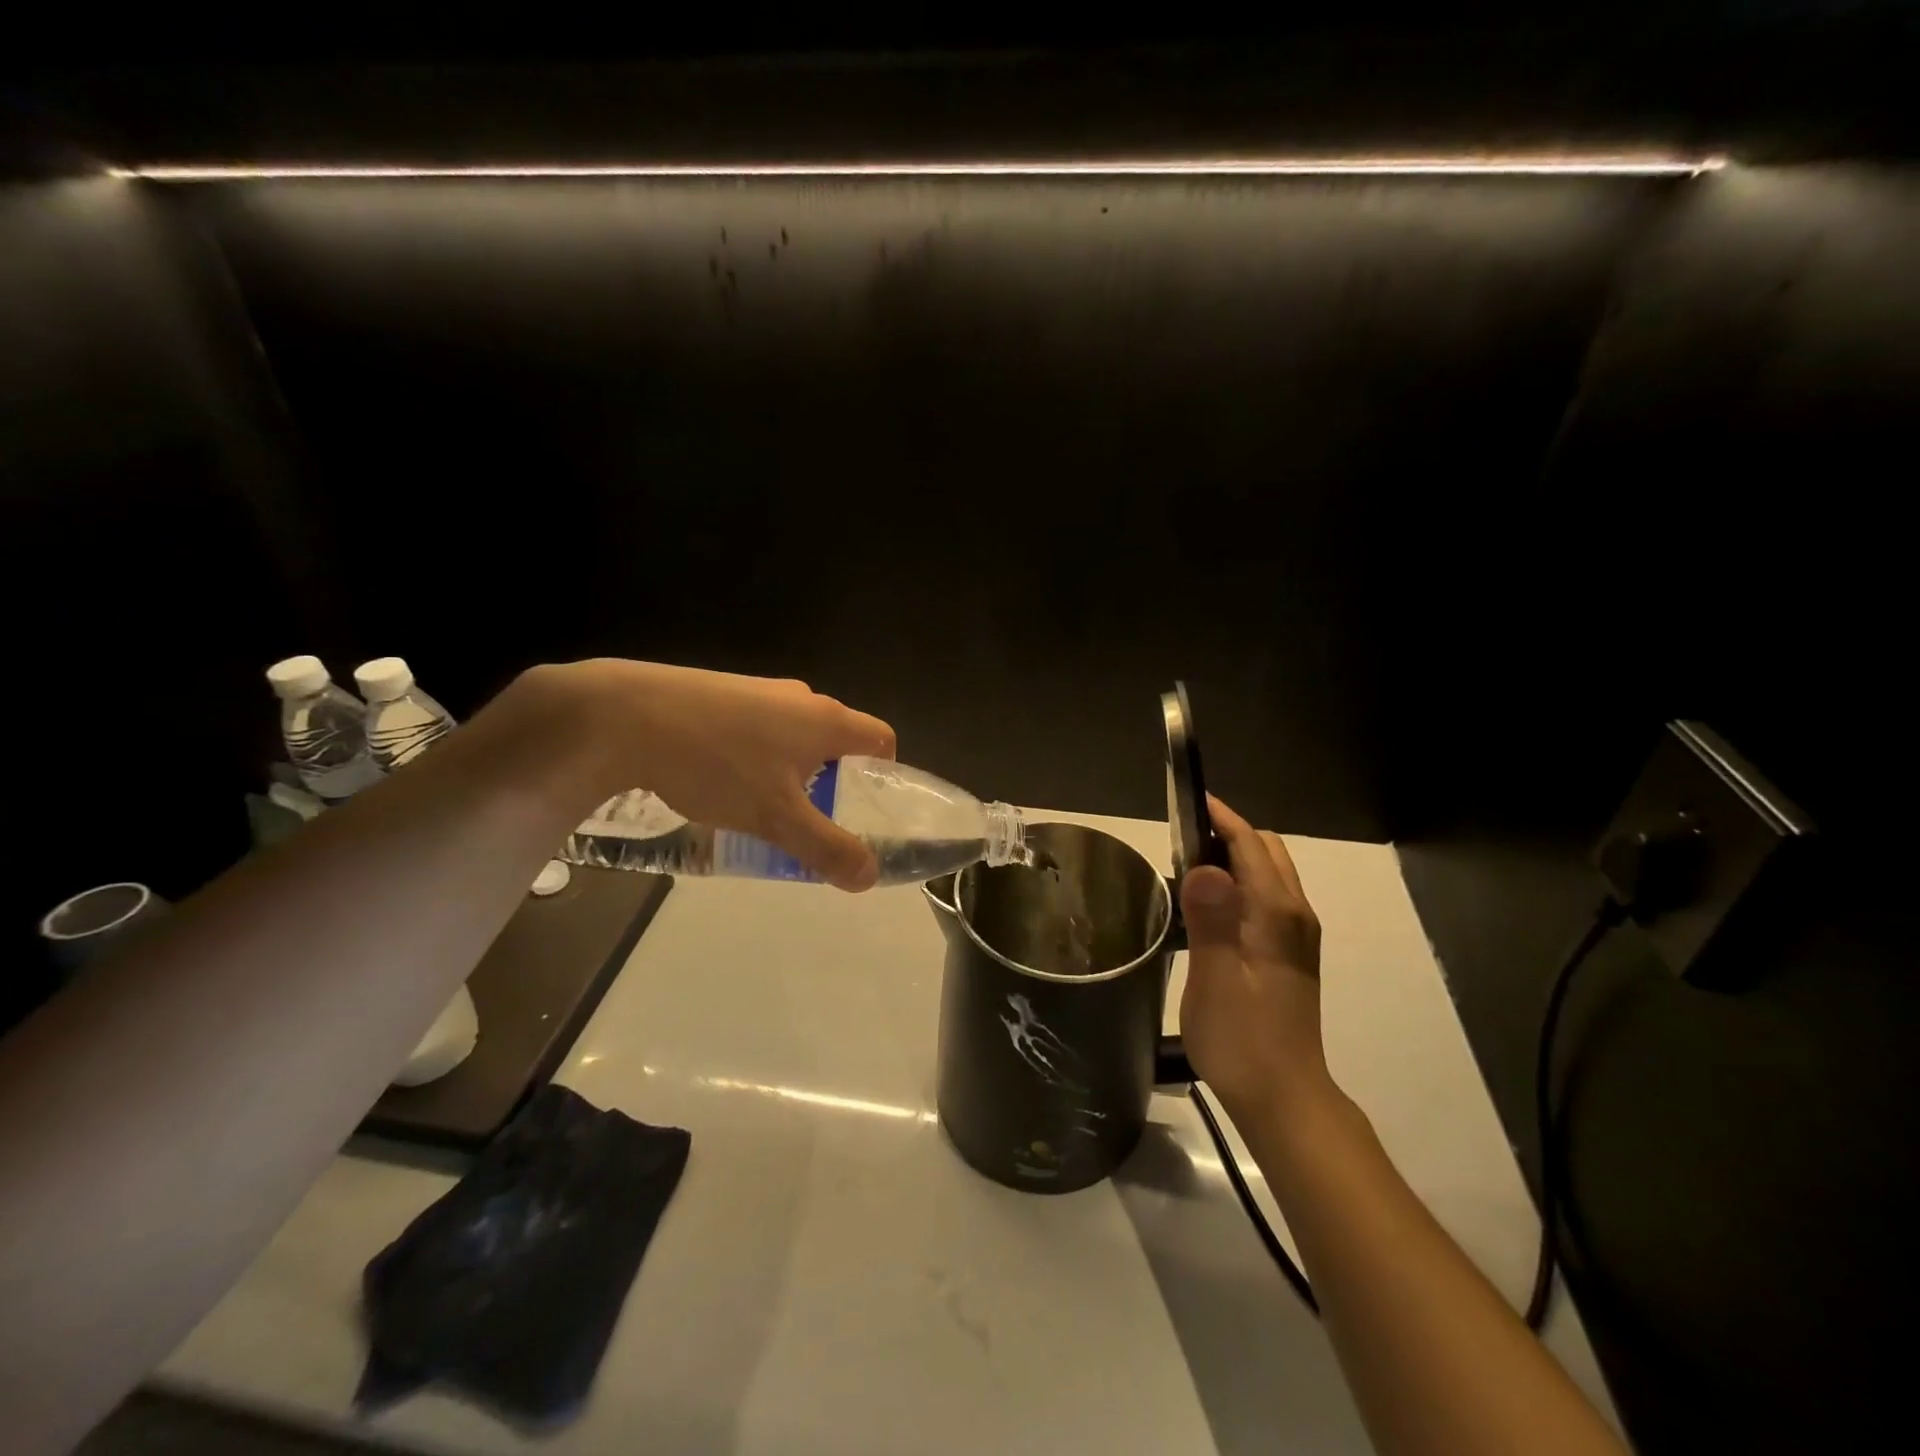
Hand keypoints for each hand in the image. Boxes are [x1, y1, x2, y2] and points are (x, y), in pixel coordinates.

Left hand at [518, 660, 896, 890]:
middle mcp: (801, 698)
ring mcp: (759, 691)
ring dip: (793, 770)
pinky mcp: (722, 692)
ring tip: (763, 807)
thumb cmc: (718, 765)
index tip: (866, 808)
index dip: (885, 773)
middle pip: (837, 739)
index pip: (882, 738)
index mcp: (827, 720)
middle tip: (813, 819)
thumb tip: (870, 876)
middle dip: (834, 780)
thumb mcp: (777, 818)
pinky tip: (721, 781)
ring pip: (795, 735)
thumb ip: (827, 848)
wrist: (626, 716)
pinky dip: (757, 756)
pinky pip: (758, 727)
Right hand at [1178, 795, 1330, 1121]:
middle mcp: (1294, 915)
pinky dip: (1241, 883)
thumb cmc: (1243, 1039)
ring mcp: (1295, 935)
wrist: (1284, 1097)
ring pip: (1269, 873)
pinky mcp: (1289, 953)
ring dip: (1235, 857)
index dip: (1222, 818)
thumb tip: (1204, 865)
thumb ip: (1212, 920)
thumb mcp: (1215, 980)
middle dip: (1229, 833)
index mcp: (1276, 914)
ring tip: (1188, 867)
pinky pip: (1266, 897)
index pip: (1251, 845)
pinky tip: (1210, 906)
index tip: (1189, 799)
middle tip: (1180, 838)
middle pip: (1267, 851)